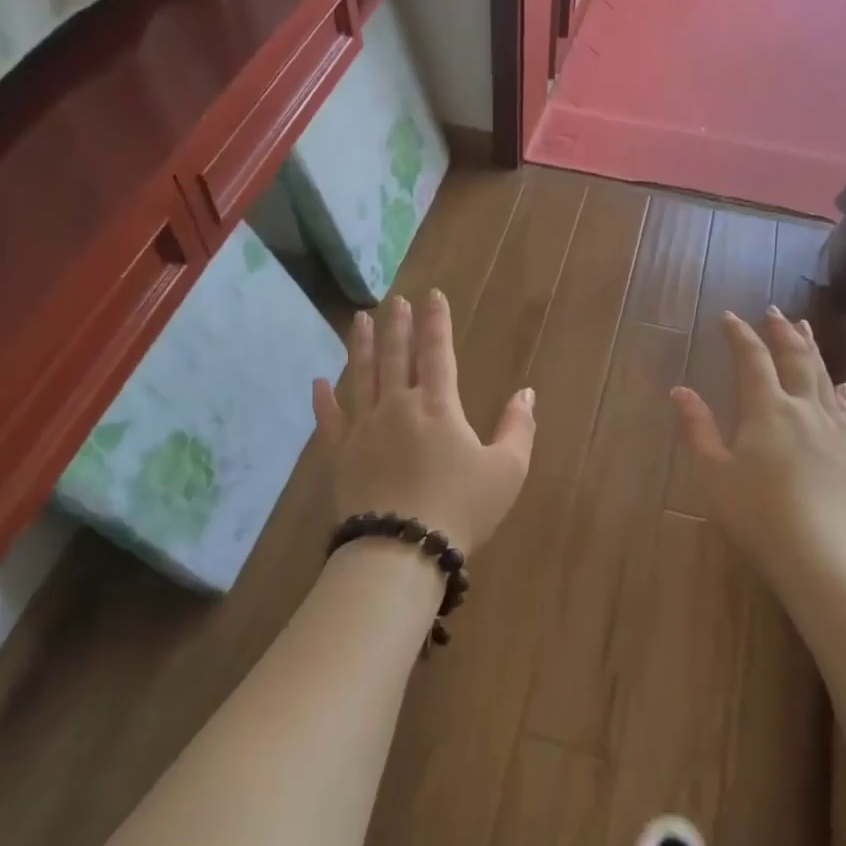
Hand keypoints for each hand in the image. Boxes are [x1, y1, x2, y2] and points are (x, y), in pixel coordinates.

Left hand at [312, 291, 535, 552]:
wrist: (402, 550)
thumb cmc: (461, 508)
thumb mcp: (507, 470)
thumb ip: (518, 427)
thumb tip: (526, 393)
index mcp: (438, 405)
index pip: (437, 351)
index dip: (436, 321)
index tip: (431, 295)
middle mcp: (397, 405)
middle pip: (395, 355)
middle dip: (397, 325)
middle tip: (394, 300)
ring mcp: (364, 428)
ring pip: (361, 376)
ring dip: (360, 345)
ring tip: (359, 319)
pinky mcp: (340, 454)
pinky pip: (329, 420)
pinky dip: (324, 400)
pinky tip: (319, 381)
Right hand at [671, 307, 845, 567]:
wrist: (816, 554)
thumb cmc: (755, 513)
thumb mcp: (713, 473)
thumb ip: (697, 428)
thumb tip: (680, 390)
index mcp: (767, 410)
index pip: (753, 360)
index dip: (740, 336)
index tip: (729, 317)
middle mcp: (801, 410)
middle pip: (795, 359)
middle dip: (782, 332)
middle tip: (773, 311)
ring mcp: (827, 430)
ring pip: (821, 377)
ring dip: (811, 349)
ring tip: (805, 328)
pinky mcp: (841, 451)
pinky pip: (840, 409)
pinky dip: (836, 389)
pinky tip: (839, 384)